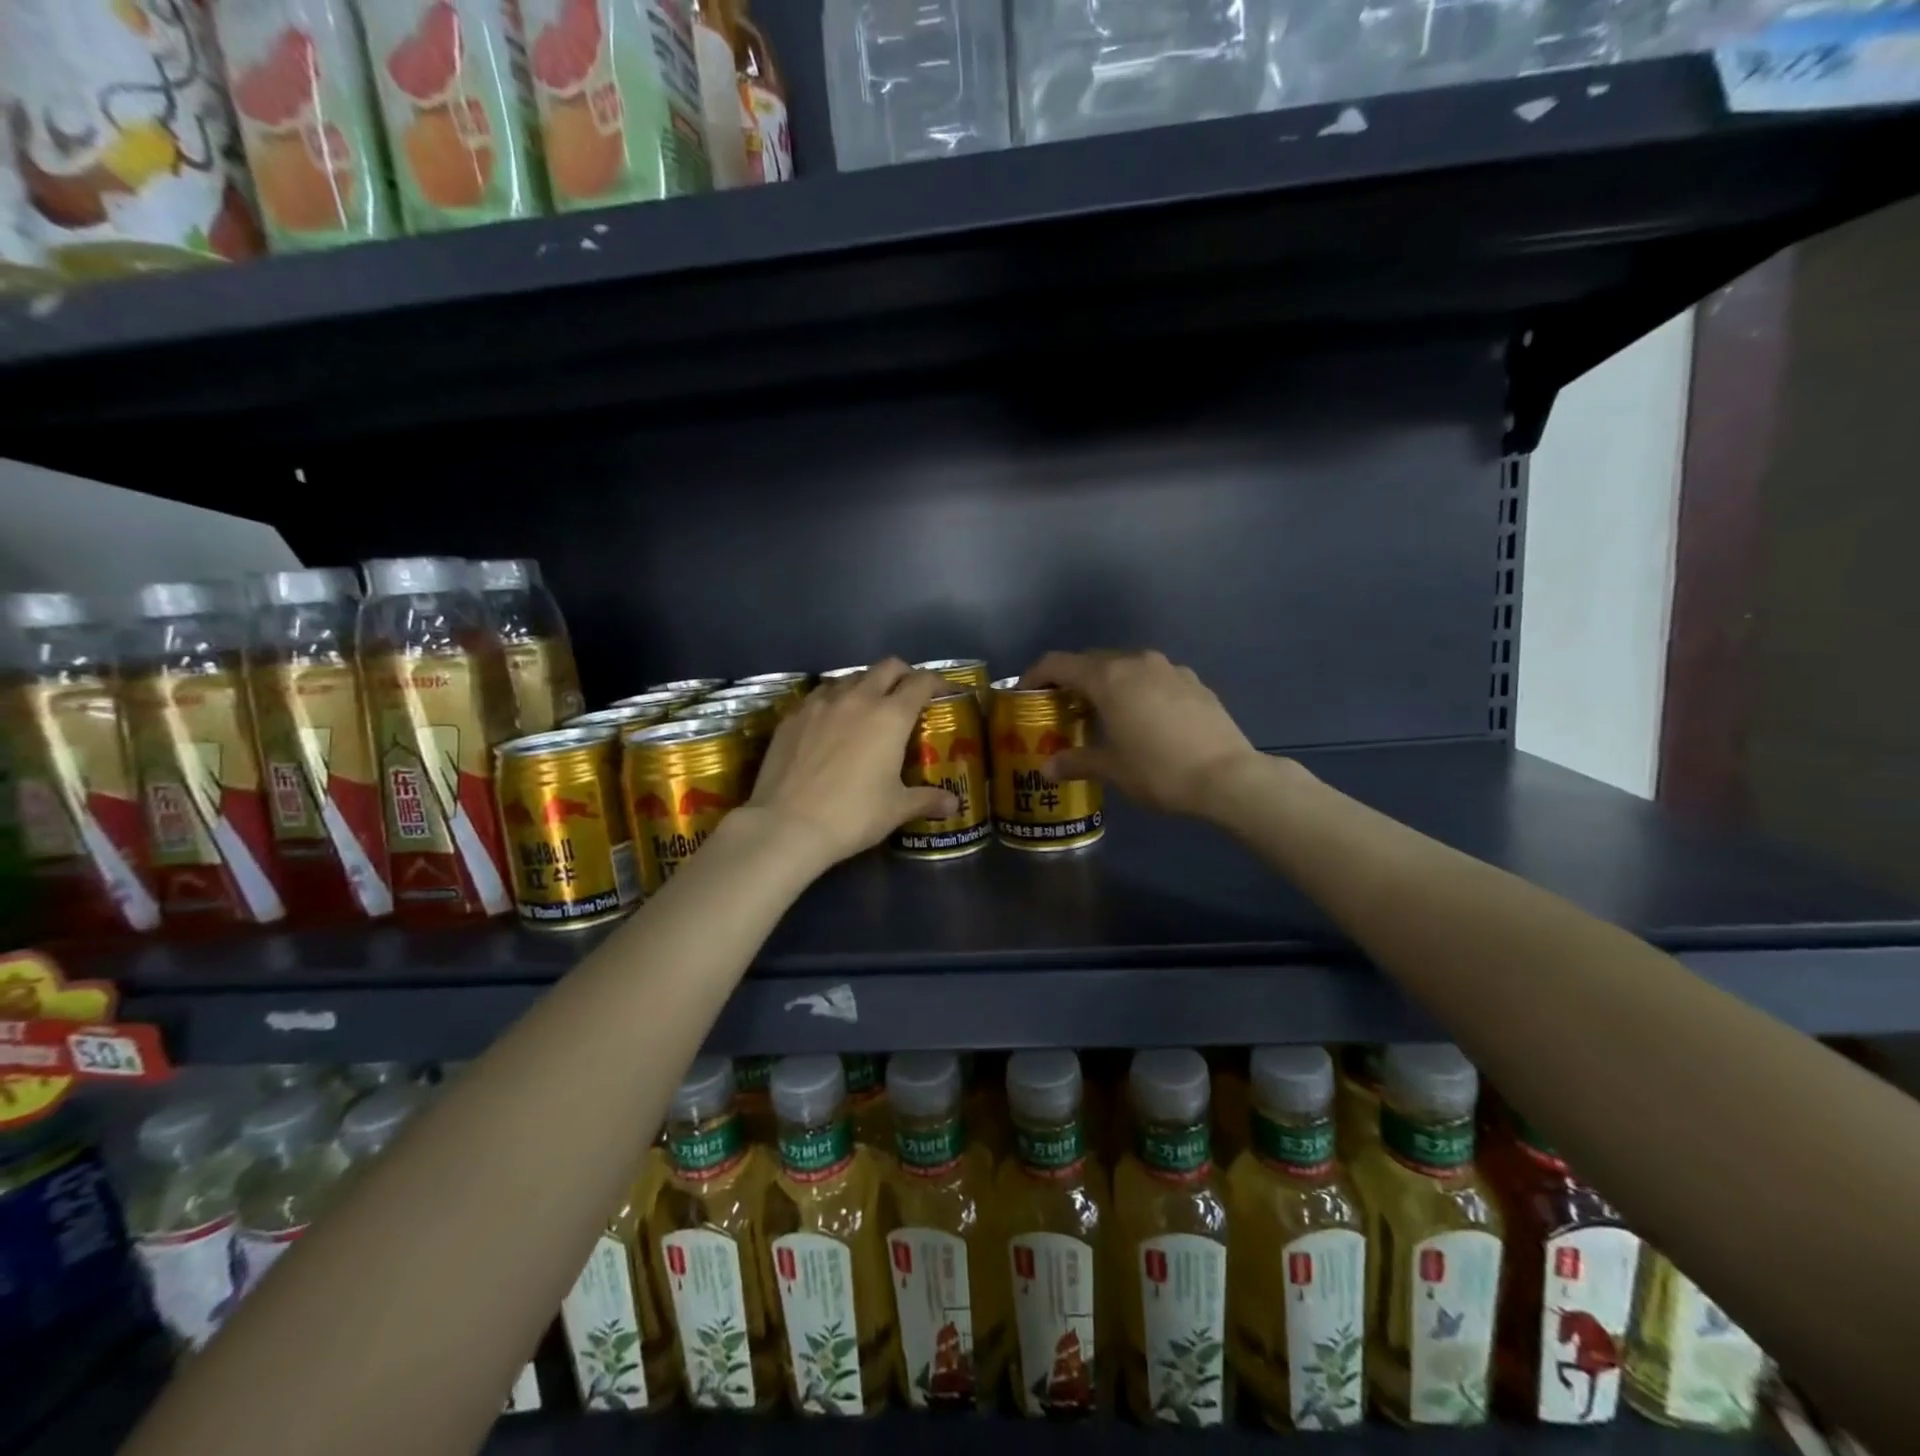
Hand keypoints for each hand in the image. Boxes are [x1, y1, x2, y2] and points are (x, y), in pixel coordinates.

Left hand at [745, 659, 958, 869]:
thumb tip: (953, 804)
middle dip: (903, 675)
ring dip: (866, 685)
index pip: (921, 682)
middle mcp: (858, 698)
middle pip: (887, 667)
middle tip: (908, 694)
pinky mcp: (793, 715)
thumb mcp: (895, 809)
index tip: (944, 691)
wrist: (787, 825)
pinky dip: (834, 700)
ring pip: (850, 677)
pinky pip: (820, 695)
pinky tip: (831, 722)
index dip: (937, 682)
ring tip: (868, 707)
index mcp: (890, 716)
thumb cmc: (852, 816)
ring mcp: (820, 703)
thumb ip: (926, 800)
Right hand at [1019, 650, 1263, 820]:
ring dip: (1107, 683)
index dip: (1036, 675)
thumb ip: (1076, 761)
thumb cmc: (1159, 770)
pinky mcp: (1193, 681)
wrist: (1228, 775)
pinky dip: (1137, 689)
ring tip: (1103, 712)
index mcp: (1108, 678)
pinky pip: (1153, 677)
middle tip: (1062, 708)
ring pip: (1125, 666)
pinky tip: (1143, 717)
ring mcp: (1169, 668)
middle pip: (1091, 661)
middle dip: (1072, 680)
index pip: (1058, 663)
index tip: (1025, 693)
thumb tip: (1048, 768)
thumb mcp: (1112, 769)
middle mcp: (1136, 662)